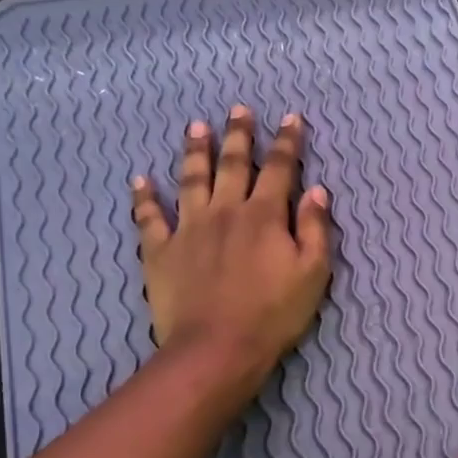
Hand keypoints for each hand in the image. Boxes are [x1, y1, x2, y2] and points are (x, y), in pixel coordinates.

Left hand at [131, 106, 331, 373]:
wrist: (217, 348)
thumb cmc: (273, 314)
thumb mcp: (312, 273)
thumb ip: (315, 229)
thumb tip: (317, 190)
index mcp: (265, 215)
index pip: (279, 169)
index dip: (287, 142)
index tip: (291, 119)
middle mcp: (225, 210)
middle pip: (233, 164)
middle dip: (239, 135)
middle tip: (238, 110)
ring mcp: (189, 228)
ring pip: (191, 179)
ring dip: (195, 151)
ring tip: (196, 127)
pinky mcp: (161, 251)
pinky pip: (149, 218)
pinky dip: (144, 198)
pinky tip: (140, 180)